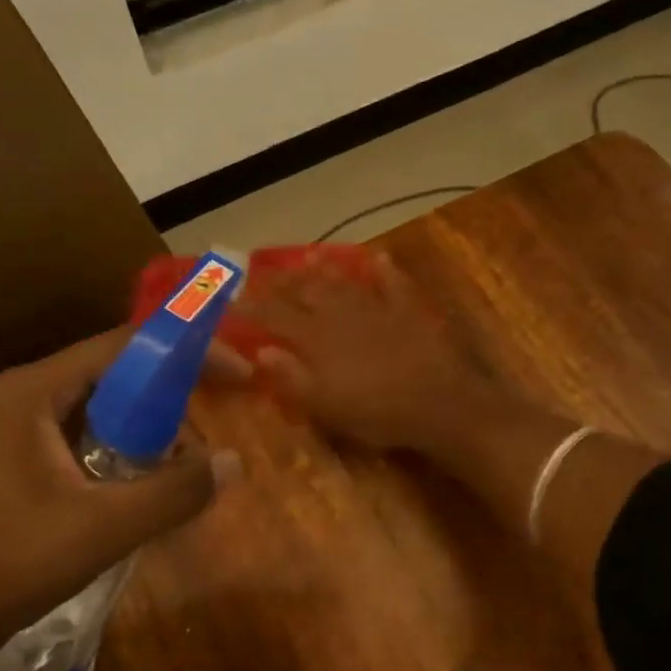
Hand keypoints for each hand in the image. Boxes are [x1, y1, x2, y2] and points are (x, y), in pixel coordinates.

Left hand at [0, 330, 245, 670]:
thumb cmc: (9, 564)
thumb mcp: (103, 528)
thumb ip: (174, 492)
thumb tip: (235, 462)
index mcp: (34, 392)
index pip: (125, 346)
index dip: (187, 353)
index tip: (238, 373)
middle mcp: (25, 396)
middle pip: (117, 375)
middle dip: (172, 402)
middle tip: (207, 443)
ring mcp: (19, 428)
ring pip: (105, 410)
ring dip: (151, 433)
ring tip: (181, 475)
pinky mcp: (21, 460)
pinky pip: (88, 438)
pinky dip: (125, 453)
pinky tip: (146, 489)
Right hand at [239, 254, 490, 452]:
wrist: (440, 403)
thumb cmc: (377, 413)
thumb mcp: (326, 407)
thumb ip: (292, 378)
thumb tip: (261, 350)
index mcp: (317, 339)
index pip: (274, 317)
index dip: (250, 308)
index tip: (229, 299)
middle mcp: (342, 315)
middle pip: (306, 292)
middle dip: (281, 282)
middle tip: (262, 273)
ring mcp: (377, 309)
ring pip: (344, 281)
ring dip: (324, 268)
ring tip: (306, 257)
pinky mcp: (409, 311)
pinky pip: (393, 283)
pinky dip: (383, 270)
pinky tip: (377, 258)